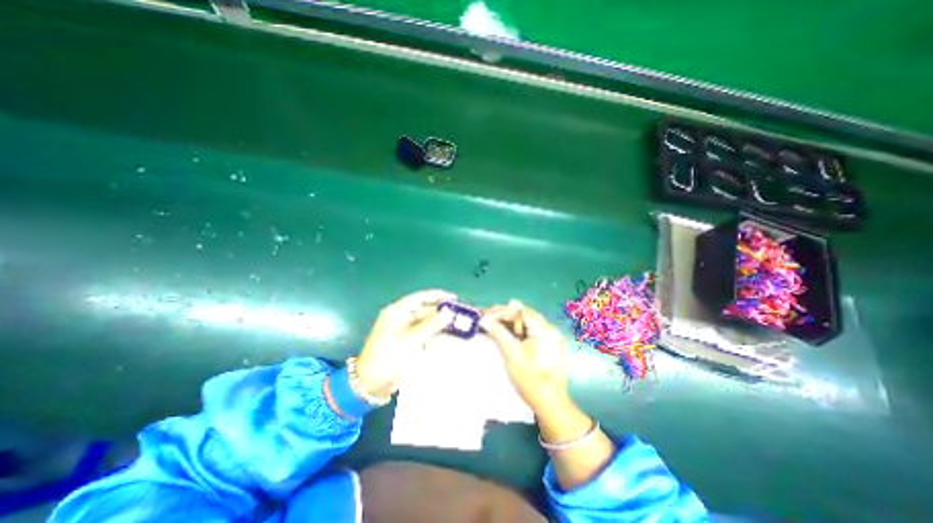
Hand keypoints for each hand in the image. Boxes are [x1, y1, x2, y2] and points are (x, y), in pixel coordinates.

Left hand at [355, 290, 456, 395]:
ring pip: (426, 321)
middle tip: (459, 314)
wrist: (371, 383)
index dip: (437, 296)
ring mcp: (404, 329)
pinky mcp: (407, 341)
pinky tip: (446, 336)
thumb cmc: (388, 357)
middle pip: (424, 309)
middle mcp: (401, 317)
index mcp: (397, 311)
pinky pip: (424, 332)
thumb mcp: (410, 340)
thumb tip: (448, 312)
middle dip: (441, 311)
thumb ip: (431, 325)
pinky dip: (434, 333)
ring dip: (439, 323)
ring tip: (456, 325)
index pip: (420, 297)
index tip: (454, 298)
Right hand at [481, 300, 568, 414]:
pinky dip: (516, 333)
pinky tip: (503, 334)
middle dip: (504, 316)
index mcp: (544, 330)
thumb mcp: (511, 354)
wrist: (550, 405)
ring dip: (508, 324)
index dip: (501, 311)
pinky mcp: (547, 346)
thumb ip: (498, 333)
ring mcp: (549, 338)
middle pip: (523, 316)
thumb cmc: (530, 379)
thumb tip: (485, 319)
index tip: (485, 314)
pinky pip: (529, 333)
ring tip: (492, 325)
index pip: (520, 311)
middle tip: (486, 318)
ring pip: (525, 324)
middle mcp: (549, 330)